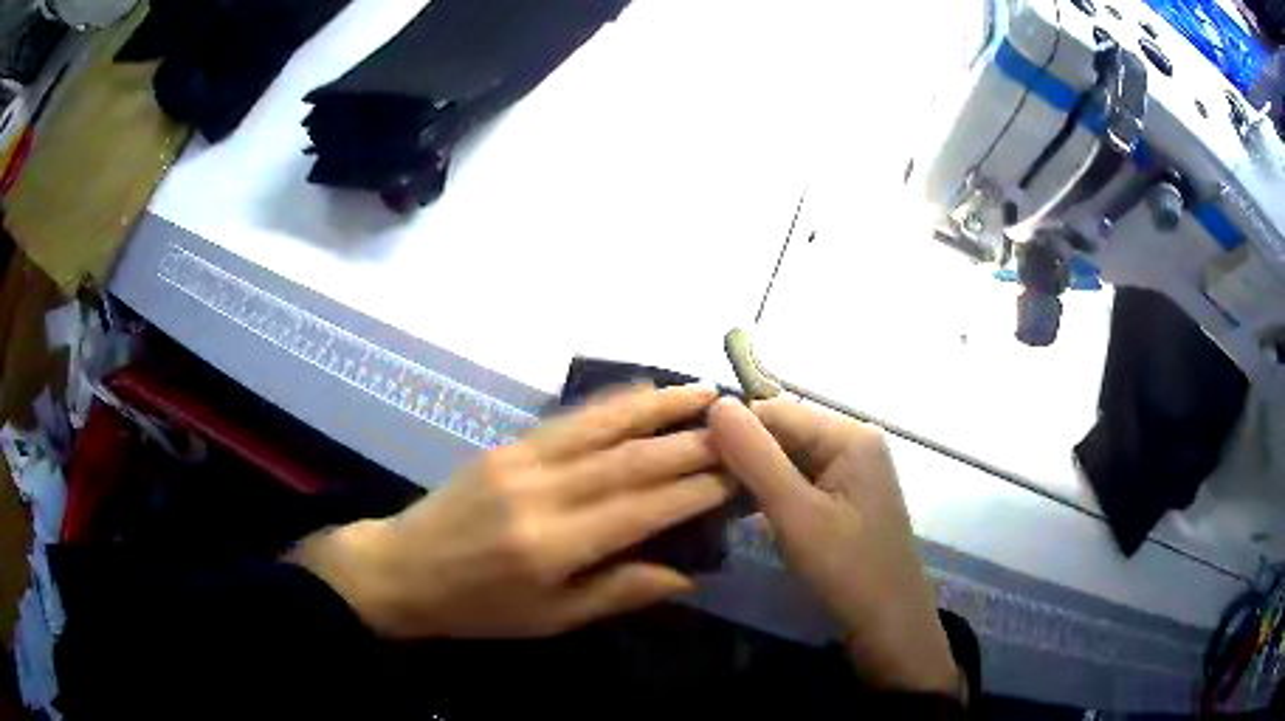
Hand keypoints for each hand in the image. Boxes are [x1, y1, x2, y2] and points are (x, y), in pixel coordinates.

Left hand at [290, 384, 730, 639]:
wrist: (403, 569)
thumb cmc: (478, 608)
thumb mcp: (551, 619)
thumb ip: (620, 592)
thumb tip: (688, 574)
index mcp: (553, 545)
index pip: (642, 508)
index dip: (696, 489)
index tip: (742, 473)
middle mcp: (542, 492)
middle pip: (630, 459)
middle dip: (692, 441)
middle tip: (741, 426)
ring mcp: (521, 459)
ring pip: (601, 425)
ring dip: (658, 405)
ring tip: (704, 391)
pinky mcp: (508, 445)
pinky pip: (569, 418)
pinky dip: (612, 402)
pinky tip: (642, 391)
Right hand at [708, 397, 959, 696]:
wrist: (889, 623)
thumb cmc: (846, 568)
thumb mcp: (796, 513)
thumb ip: (755, 456)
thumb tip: (716, 403)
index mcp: (850, 435)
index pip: (776, 411)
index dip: (733, 432)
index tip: (691, 462)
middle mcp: (855, 441)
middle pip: (785, 432)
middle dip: (744, 456)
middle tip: (701, 487)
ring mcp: (854, 470)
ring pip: (790, 458)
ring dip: (755, 476)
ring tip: (715, 500)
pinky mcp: (849, 496)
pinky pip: (803, 480)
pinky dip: (774, 492)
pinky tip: (745, 511)